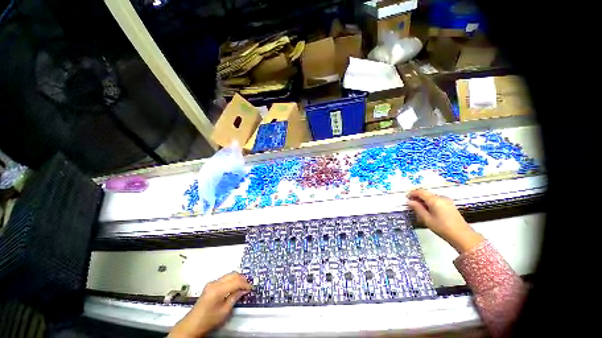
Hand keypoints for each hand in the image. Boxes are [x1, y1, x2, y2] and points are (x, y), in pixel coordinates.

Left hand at [169, 272, 250, 337]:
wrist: (192, 324)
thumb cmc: (209, 320)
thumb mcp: (224, 311)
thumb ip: (235, 298)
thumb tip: (244, 290)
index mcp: (218, 290)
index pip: (236, 281)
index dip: (245, 284)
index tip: (250, 288)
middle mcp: (215, 283)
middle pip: (233, 275)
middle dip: (242, 279)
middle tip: (248, 286)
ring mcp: (212, 283)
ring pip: (229, 275)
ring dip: (237, 278)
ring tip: (242, 286)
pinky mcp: (210, 285)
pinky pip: (224, 278)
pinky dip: (231, 280)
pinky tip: (234, 286)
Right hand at [407, 189, 483, 252]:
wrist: (463, 236)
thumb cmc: (443, 228)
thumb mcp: (427, 219)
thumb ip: (417, 208)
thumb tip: (409, 202)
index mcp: (435, 200)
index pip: (420, 192)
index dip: (412, 193)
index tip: (406, 198)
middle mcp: (441, 197)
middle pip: (426, 194)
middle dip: (417, 197)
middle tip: (411, 204)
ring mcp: (447, 201)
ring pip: (431, 197)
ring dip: (423, 200)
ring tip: (418, 208)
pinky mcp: (450, 205)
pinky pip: (437, 200)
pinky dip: (430, 203)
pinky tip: (428, 210)